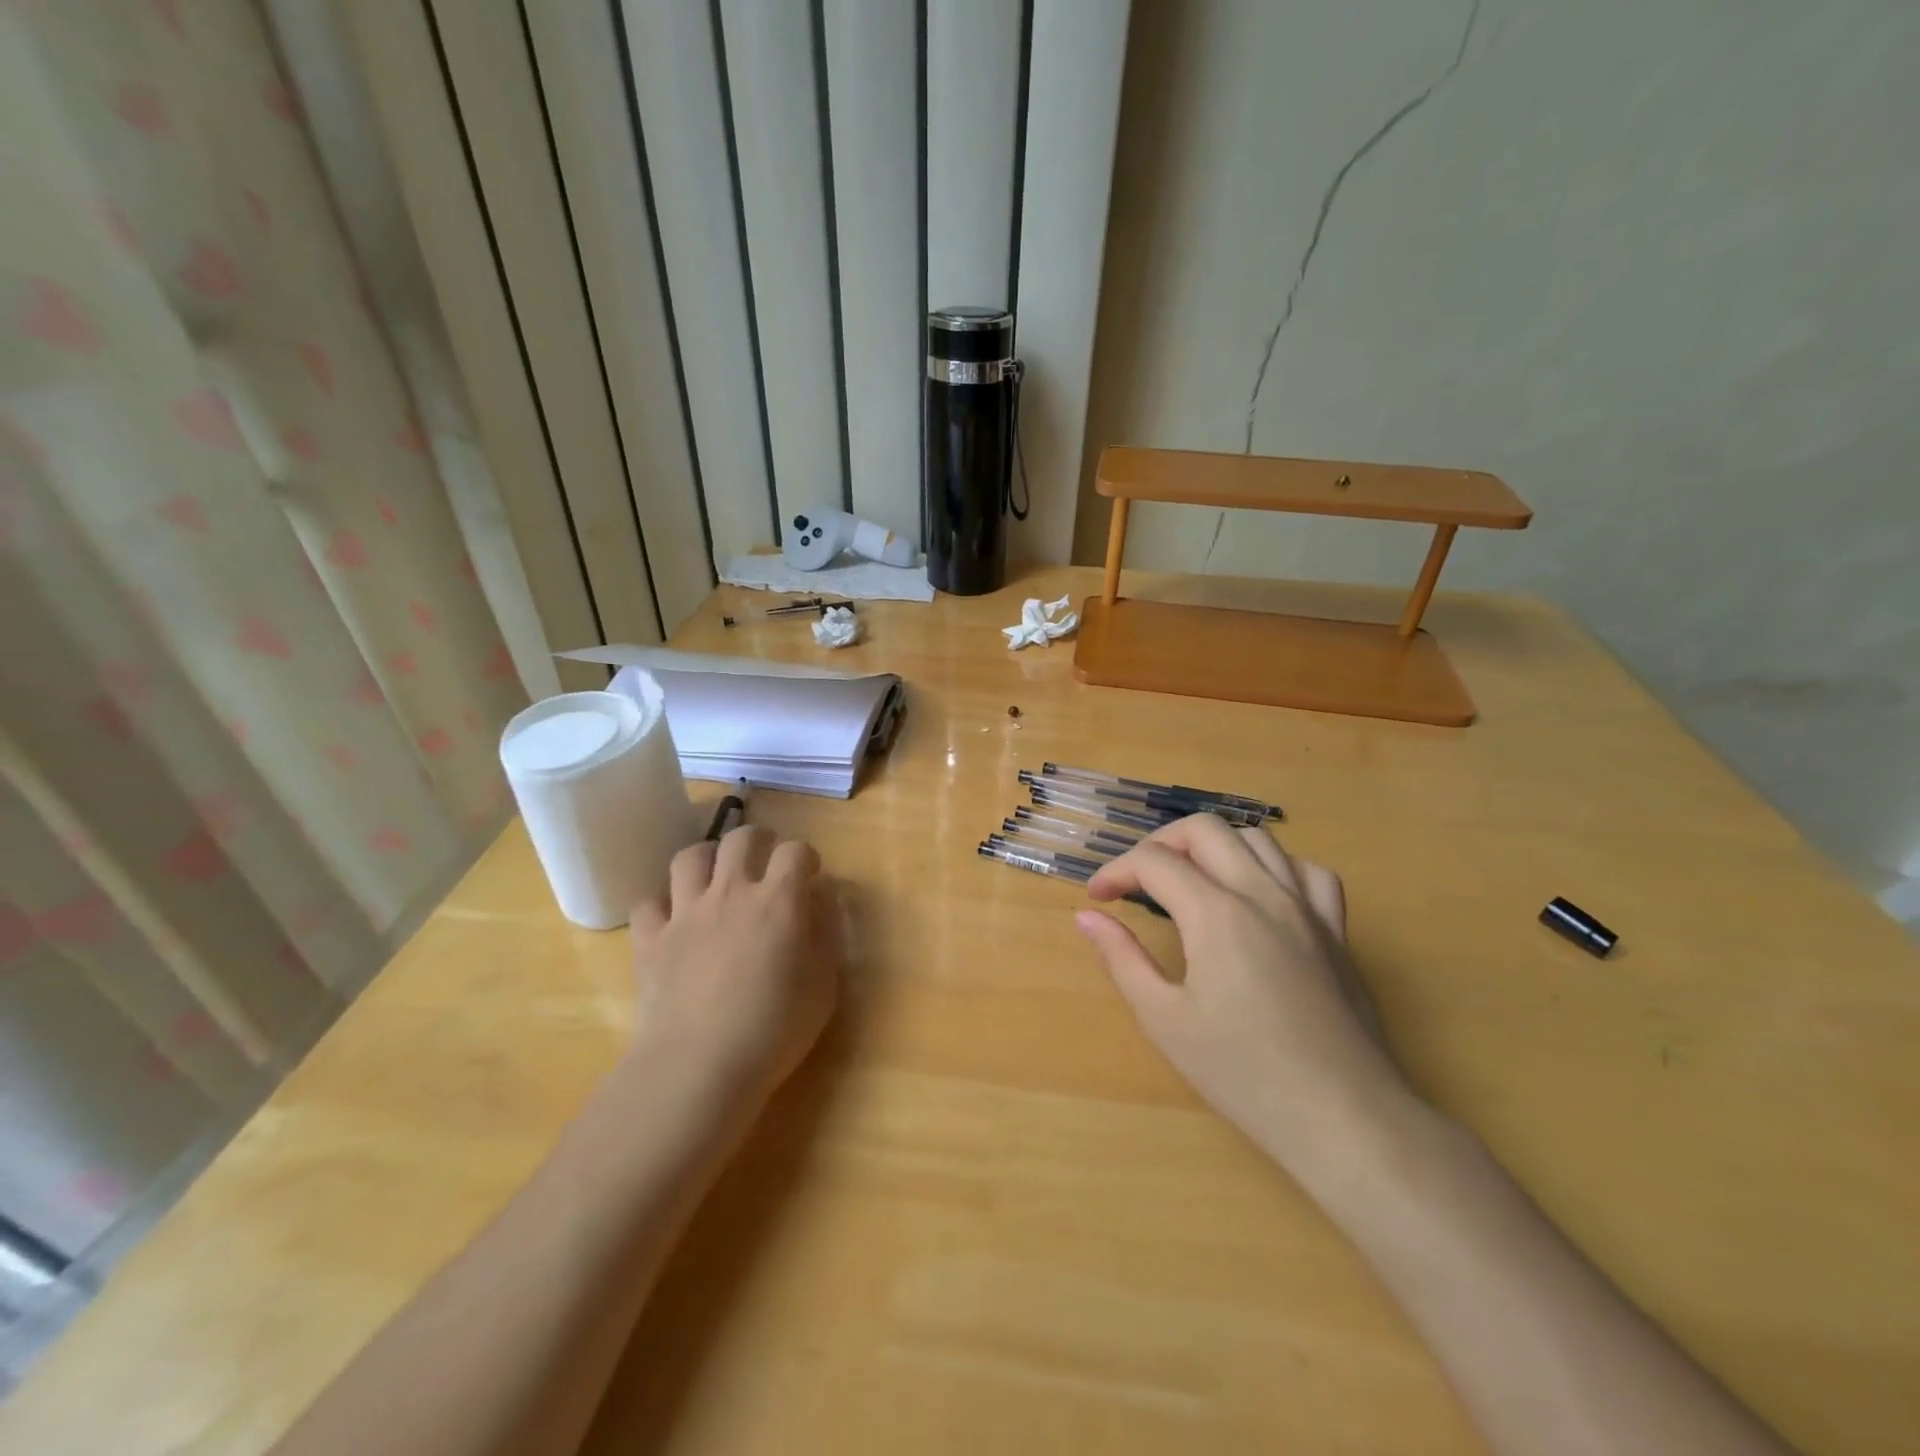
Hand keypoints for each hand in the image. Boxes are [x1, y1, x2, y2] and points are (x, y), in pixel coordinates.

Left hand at [628, 825, 839, 1109]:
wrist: (699, 1066)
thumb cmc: (774, 1029)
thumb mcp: (824, 985)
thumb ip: (825, 934)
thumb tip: (819, 900)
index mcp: (779, 900)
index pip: (795, 851)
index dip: (805, 857)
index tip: (809, 875)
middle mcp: (731, 892)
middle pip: (741, 838)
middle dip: (759, 840)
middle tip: (765, 860)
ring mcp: (685, 912)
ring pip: (690, 857)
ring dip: (707, 858)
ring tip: (716, 876)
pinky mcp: (650, 939)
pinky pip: (648, 903)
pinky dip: (661, 905)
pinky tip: (673, 921)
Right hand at [1077, 815, 1413, 1184]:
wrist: (1343, 1117)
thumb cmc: (1244, 1073)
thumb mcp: (1165, 1020)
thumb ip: (1122, 959)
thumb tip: (1087, 917)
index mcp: (1217, 914)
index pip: (1154, 862)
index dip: (1116, 871)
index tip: (1097, 898)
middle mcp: (1263, 893)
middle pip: (1204, 830)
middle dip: (1159, 843)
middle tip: (1137, 880)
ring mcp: (1307, 908)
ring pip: (1257, 838)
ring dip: (1213, 846)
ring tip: (1191, 879)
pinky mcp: (1336, 930)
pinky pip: (1307, 871)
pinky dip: (1274, 866)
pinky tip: (1260, 893)